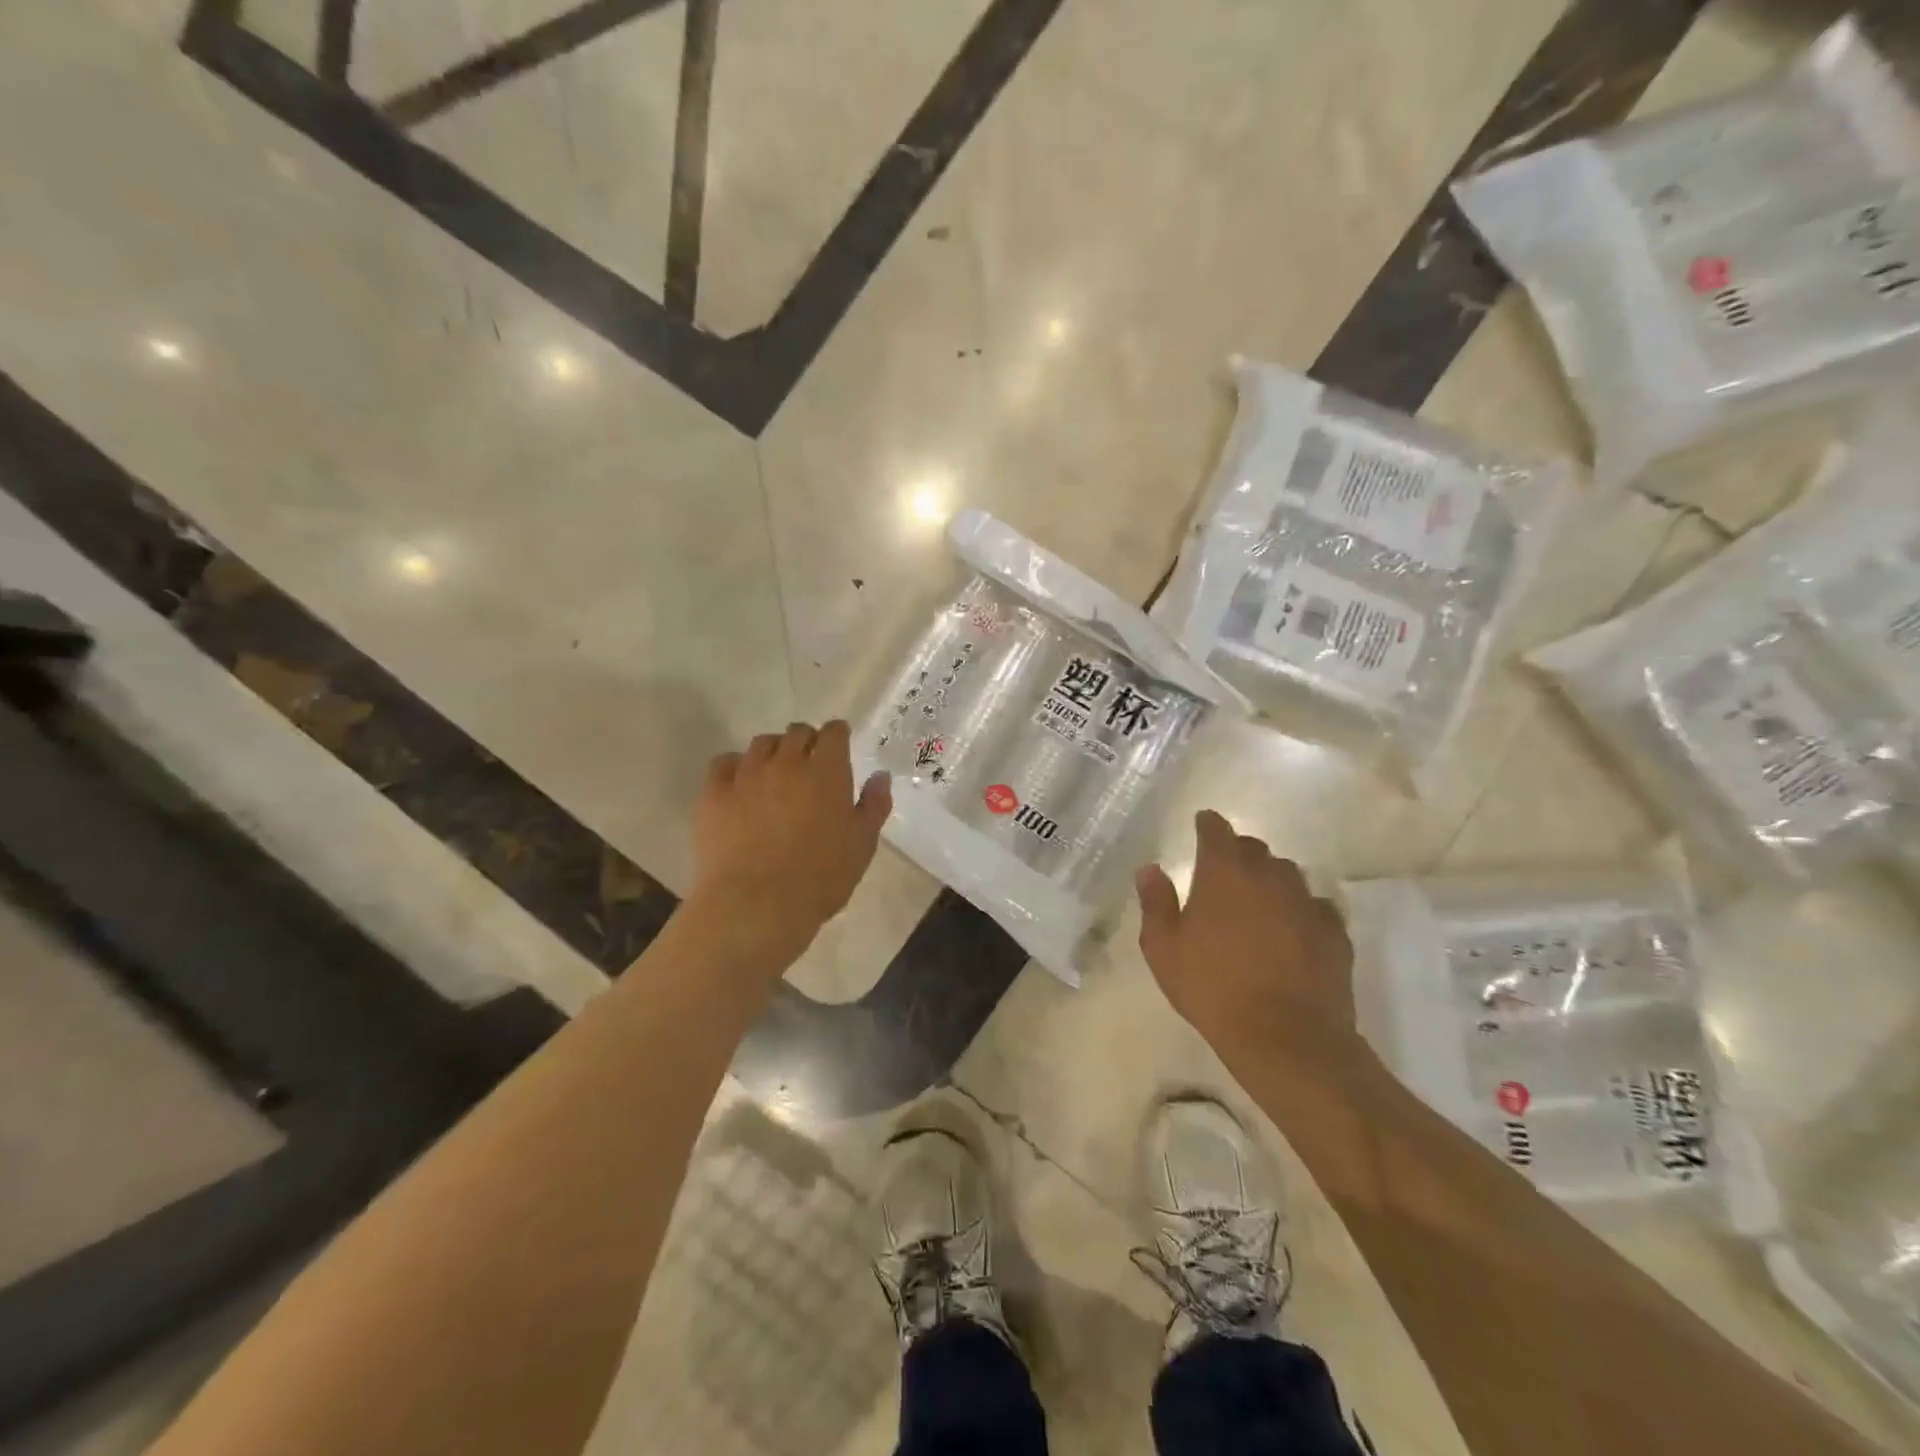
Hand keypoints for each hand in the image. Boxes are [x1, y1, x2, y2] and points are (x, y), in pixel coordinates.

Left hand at [688, 721, 891, 963]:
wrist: (756, 905)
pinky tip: (739, 785)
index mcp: (826, 772)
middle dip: (806, 741)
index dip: (838, 735)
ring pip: (761, 744)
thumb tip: (880, 776)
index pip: (834, 734)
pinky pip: (723, 763)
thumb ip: (874, 805)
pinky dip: (735, 766)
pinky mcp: (714, 793)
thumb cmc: (819, 878)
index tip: (839, 745)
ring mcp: (746, 775)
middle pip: (796, 733)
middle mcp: (786, 763)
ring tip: (775, 772)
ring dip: (773, 751)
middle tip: (809, 763)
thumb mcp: (862, 845)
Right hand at [1136, 810, 1355, 1060]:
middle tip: (1224, 875)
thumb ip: (1155, 902)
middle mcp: (1268, 875)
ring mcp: (1306, 901)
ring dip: (1270, 881)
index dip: (1207, 825)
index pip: (1216, 830)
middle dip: (1238, 854)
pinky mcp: (1335, 931)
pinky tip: (1292, 934)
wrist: (1286, 1037)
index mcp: (1224, 872)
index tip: (1202, 825)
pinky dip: (1300, 912)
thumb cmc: (1213, 988)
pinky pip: (1315, 907)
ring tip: (1258, 905)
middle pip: (1254, 848)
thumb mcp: (1163, 949)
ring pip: (1287, 875)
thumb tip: (1150, 869)